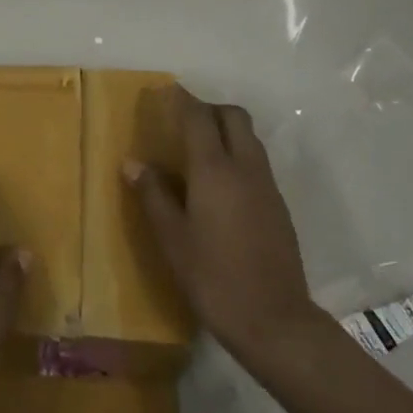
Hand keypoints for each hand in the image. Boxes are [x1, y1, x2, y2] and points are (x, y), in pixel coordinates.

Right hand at [125, 86, 315, 364]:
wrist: (275, 321)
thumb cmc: (214, 278)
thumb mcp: (173, 240)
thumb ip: (153, 196)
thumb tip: (133, 163)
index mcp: (215, 170)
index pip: (199, 117)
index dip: (182, 99)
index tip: (166, 91)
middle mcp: (245, 167)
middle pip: (233, 116)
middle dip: (209, 109)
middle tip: (184, 121)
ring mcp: (267, 186)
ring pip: (249, 137)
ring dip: (226, 130)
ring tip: (200, 150)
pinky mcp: (279, 206)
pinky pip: (257, 162)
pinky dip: (238, 155)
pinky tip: (220, 184)